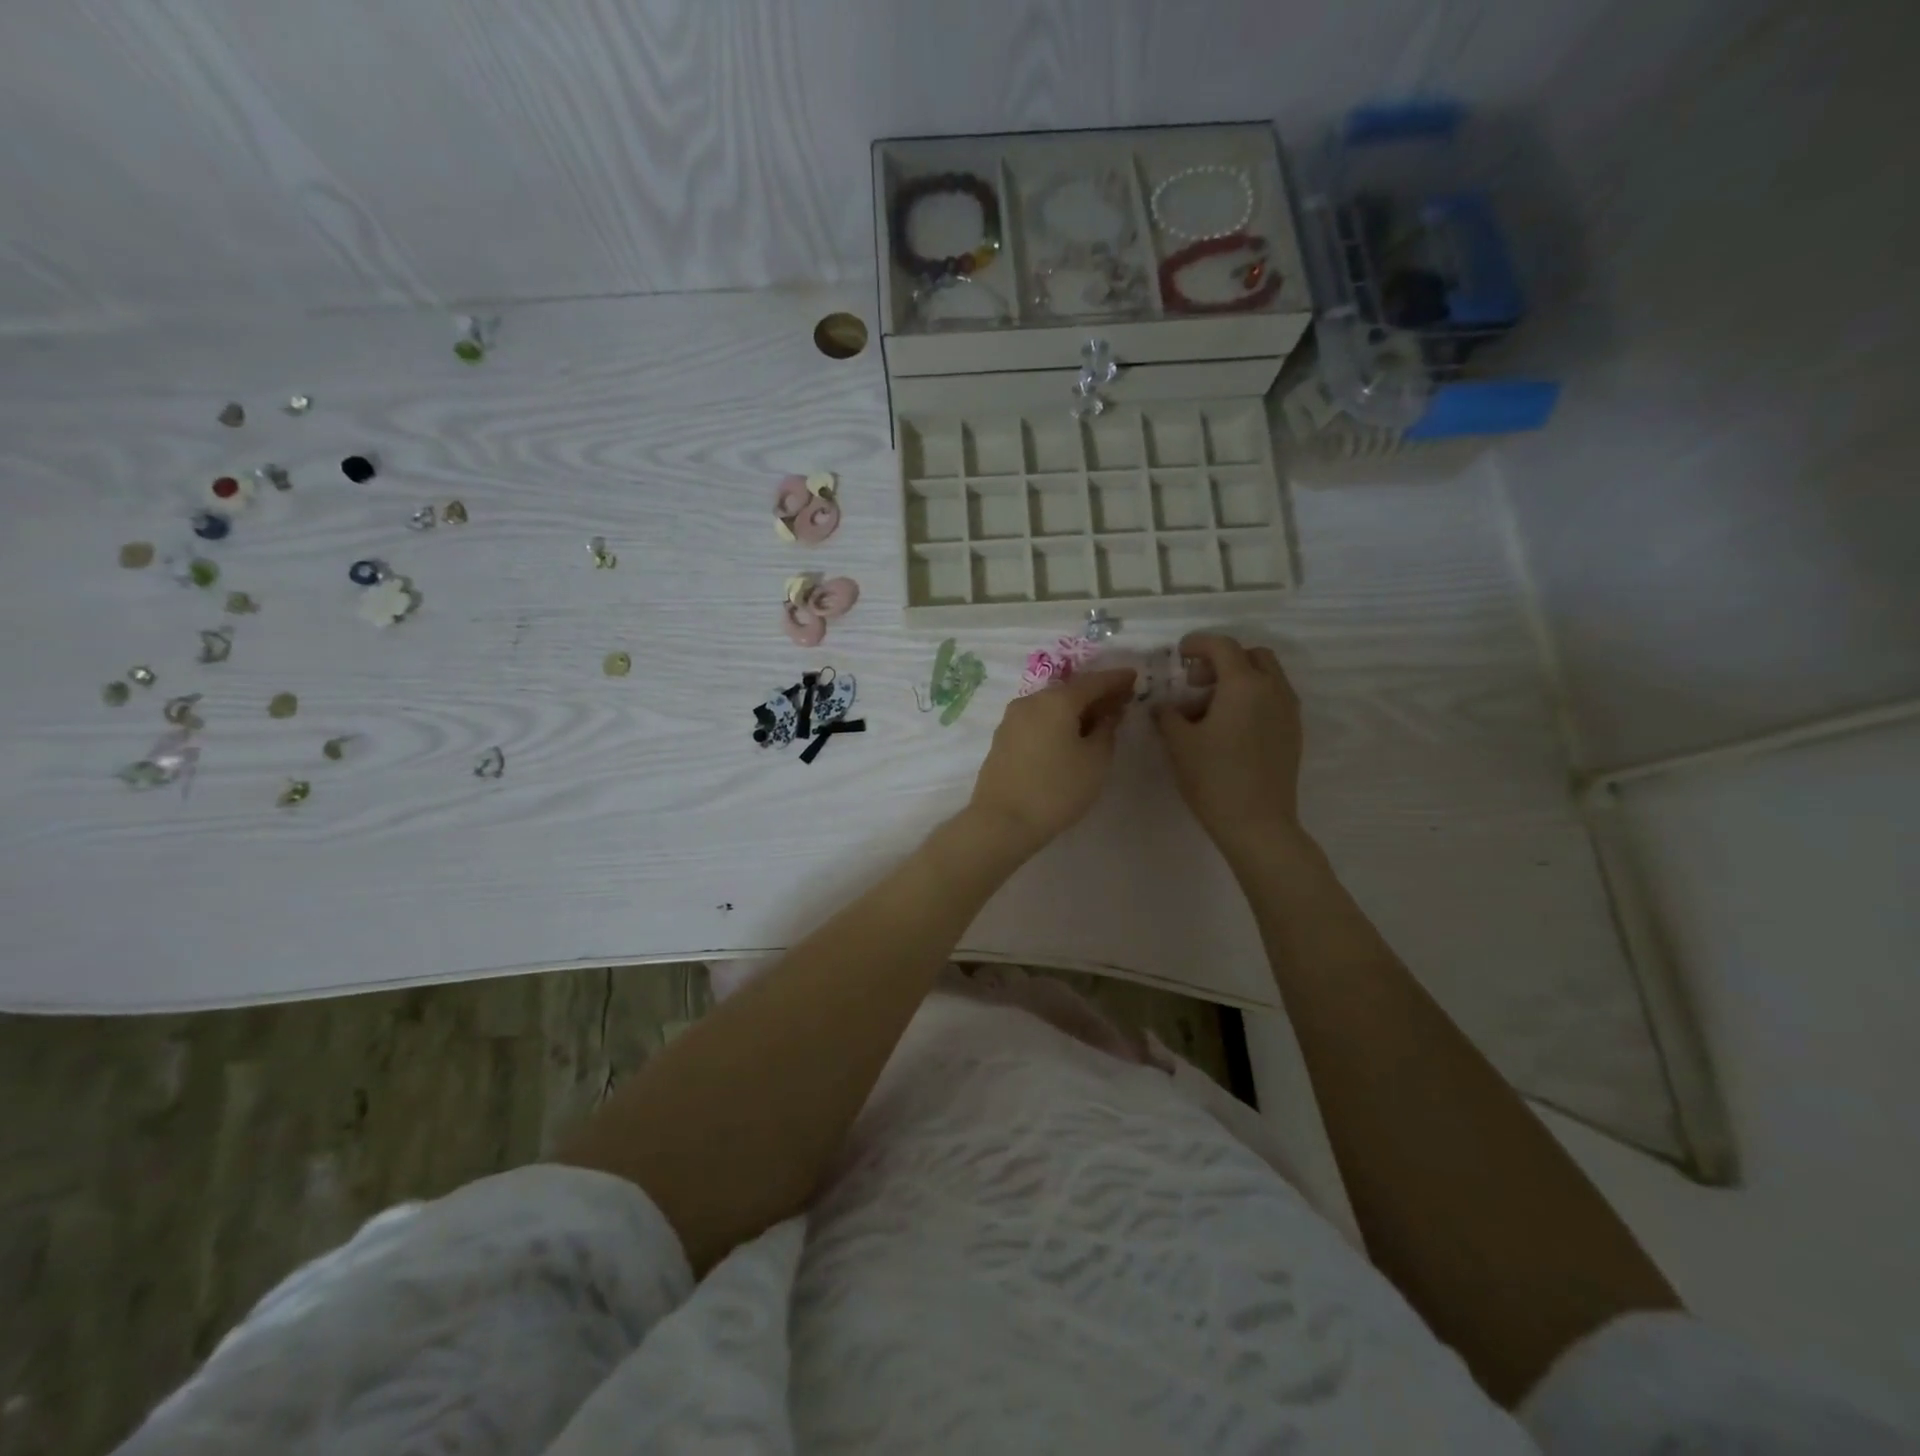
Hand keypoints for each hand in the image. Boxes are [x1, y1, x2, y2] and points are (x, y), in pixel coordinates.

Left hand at [968, 668, 1136, 858]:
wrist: (1002, 821)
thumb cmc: (1057, 789)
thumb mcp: (1095, 760)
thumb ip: (1106, 729)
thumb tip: (1108, 712)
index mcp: (1056, 700)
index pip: (1093, 681)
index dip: (1116, 679)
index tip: (1134, 677)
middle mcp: (1031, 701)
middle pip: (1070, 691)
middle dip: (1096, 694)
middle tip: (1120, 700)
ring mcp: (1012, 719)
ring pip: (1051, 706)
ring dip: (1075, 709)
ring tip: (1097, 720)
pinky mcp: (1002, 738)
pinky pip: (1037, 720)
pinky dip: (1056, 722)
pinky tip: (1069, 735)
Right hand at [1154, 634, 1304, 861]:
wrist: (1257, 823)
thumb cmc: (1213, 778)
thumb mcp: (1179, 743)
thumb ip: (1167, 715)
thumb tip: (1163, 706)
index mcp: (1244, 684)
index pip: (1222, 646)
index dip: (1198, 643)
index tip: (1179, 654)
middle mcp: (1272, 689)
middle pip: (1252, 655)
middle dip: (1223, 660)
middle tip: (1196, 682)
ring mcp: (1288, 711)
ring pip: (1266, 677)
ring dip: (1239, 679)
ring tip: (1210, 708)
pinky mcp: (1293, 733)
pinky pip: (1273, 699)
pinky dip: (1252, 698)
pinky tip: (1230, 727)